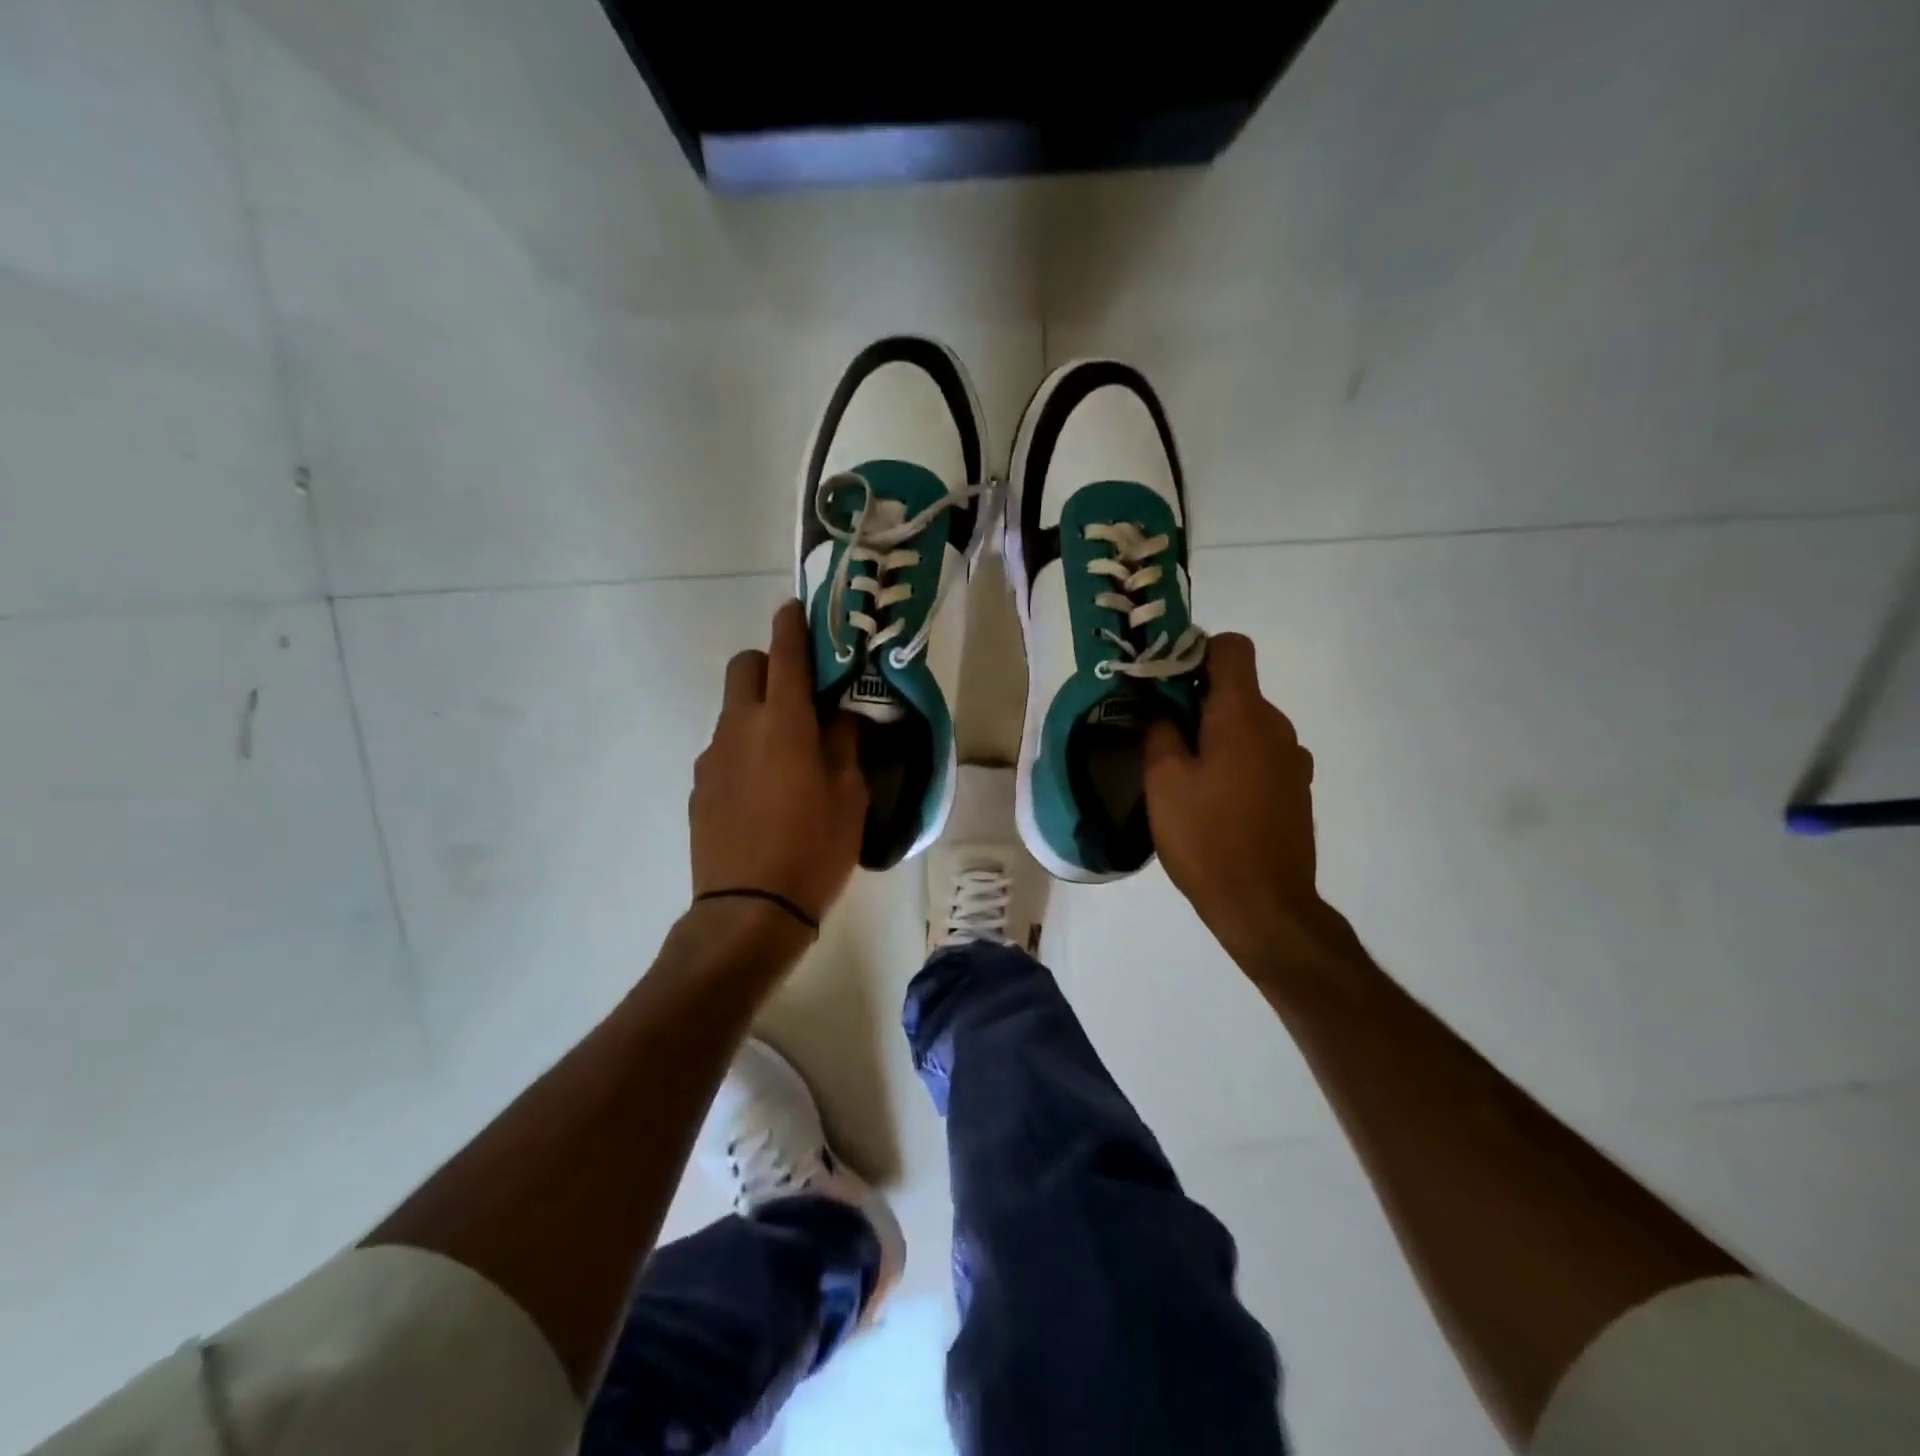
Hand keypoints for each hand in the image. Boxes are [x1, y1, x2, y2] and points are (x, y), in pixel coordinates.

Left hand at [690, 600, 865, 929]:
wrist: (749, 910)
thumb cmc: (814, 848)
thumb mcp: (850, 795)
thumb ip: (845, 744)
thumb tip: (840, 718)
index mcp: (783, 722)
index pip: (786, 652)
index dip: (793, 624)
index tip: (798, 609)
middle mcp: (740, 727)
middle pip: (745, 667)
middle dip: (770, 664)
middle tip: (802, 693)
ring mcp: (713, 757)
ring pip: (733, 710)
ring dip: (759, 710)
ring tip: (788, 752)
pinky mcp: (700, 787)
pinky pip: (724, 749)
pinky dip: (745, 748)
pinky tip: (765, 789)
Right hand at [1144, 634, 1324, 968]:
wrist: (1265, 906)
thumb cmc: (1206, 838)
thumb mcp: (1164, 782)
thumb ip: (1159, 730)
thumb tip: (1159, 705)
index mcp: (1243, 716)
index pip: (1232, 648)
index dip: (1196, 651)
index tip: (1166, 681)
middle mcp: (1277, 727)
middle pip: (1237, 688)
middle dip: (1197, 700)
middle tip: (1160, 733)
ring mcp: (1293, 759)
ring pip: (1248, 723)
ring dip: (1216, 733)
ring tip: (1185, 774)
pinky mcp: (1296, 788)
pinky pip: (1261, 753)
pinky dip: (1235, 758)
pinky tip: (1214, 799)